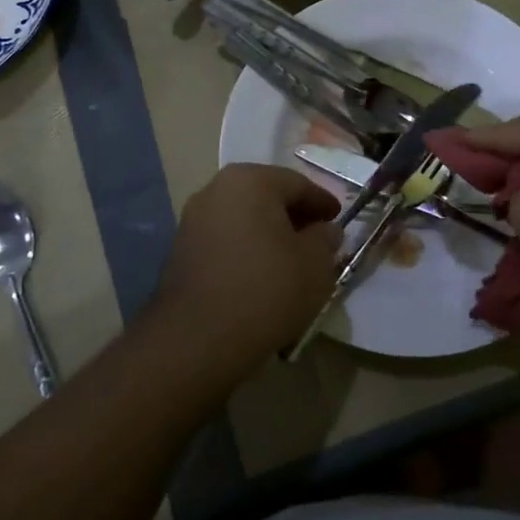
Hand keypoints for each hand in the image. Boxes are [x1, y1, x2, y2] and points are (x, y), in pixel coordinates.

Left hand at [150, 164, 340, 370]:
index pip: (298, 184)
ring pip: (244, 219)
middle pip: (266, 197)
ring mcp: (193, 219)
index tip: (339, 221)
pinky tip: (260, 276)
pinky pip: (225, 241)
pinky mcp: (180, 250)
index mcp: (250, 180)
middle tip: (317, 241)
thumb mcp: (315, 265)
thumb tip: (325, 230)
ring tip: (290, 263)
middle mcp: (216, 189)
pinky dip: (246, 250)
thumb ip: (325, 239)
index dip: (323, 203)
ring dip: (268, 235)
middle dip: (294, 217)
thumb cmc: (266, 290)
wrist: (197, 339)